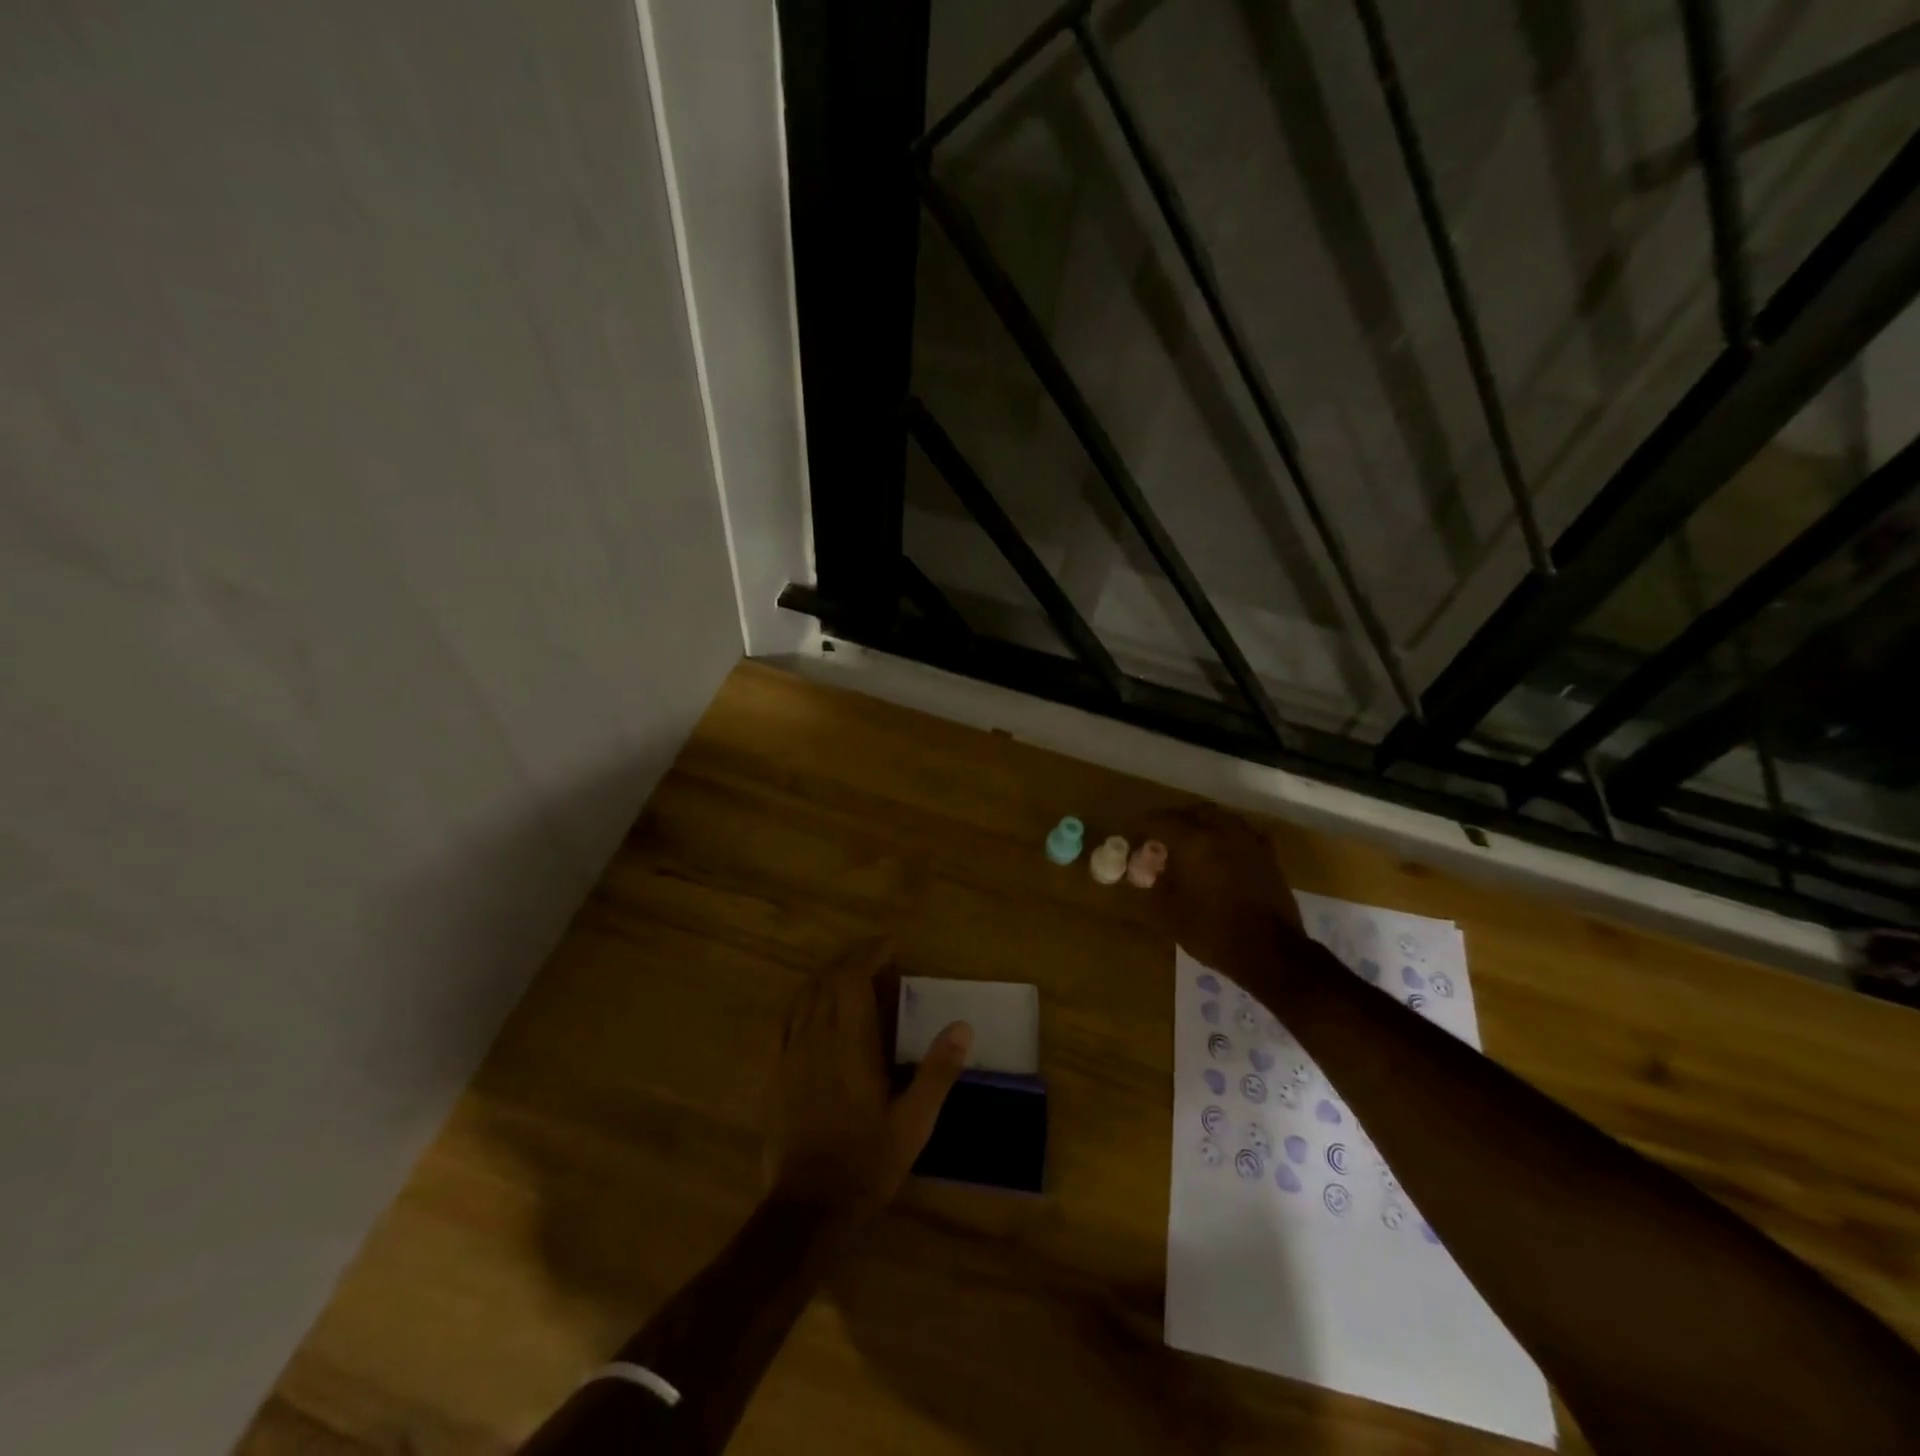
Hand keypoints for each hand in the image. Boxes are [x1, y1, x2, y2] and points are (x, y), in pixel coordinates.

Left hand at [767, 939, 972, 1218]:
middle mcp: (818, 1039)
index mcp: (851, 1045)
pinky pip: (785, 1020)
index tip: (890, 947)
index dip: (869, 954)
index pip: (853, 978)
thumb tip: (962, 1026)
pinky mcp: (776, 1073)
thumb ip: (937, 1071)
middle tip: (876, 956)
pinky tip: (812, 1005)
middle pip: (828, 979)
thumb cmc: (867, 1162)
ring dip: (827, 975)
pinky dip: (803, 1000)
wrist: (809, 1205)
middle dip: (851, 959)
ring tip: (849, 973)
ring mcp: (792, 1054)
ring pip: (805, 995)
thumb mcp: (914, 1122)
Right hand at [1142, 805, 1302, 979]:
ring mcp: (1249, 840)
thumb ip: (1153, 883)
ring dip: (1202, 825)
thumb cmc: (1212, 931)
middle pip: (1192, 812)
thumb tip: (1148, 869)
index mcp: (1193, 840)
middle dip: (1175, 821)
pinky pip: (1242, 833)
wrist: (1270, 952)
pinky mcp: (1268, 854)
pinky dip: (1227, 837)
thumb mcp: (1168, 912)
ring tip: (1192, 844)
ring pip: (1220, 818)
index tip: (1137, 840)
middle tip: (1163, 839)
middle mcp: (1222, 830)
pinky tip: (1223, 854)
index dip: (1145, 828)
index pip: (1161, 820)